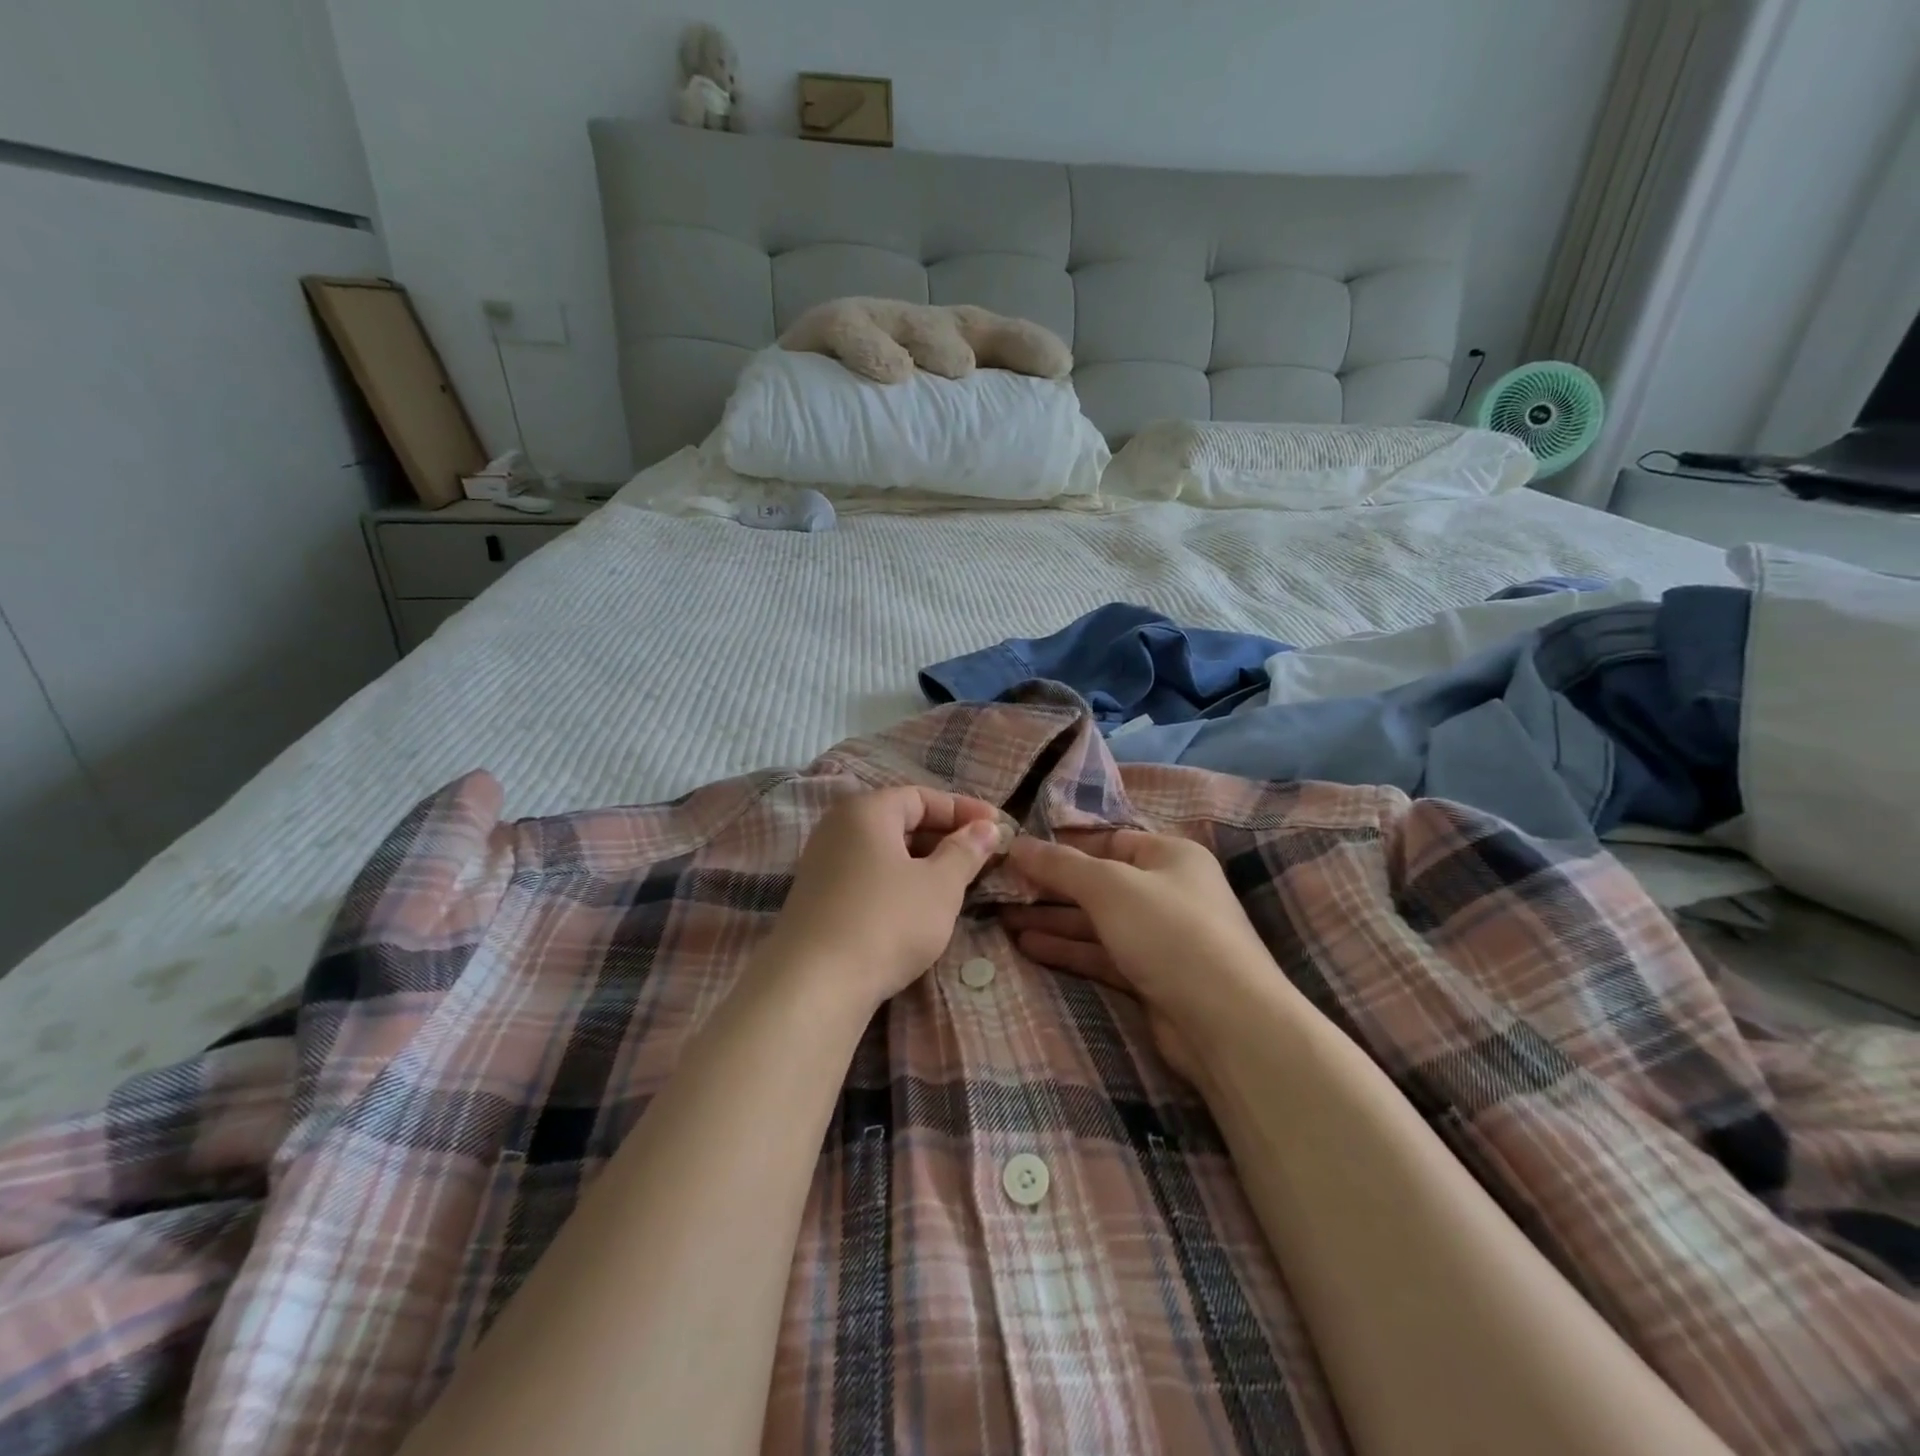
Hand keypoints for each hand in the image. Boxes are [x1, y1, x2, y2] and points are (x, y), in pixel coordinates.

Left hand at [762, 786, 1007, 1008]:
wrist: (815, 986)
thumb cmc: (887, 921)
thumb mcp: (940, 885)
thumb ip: (966, 851)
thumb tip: (987, 827)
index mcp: (866, 810)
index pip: (922, 797)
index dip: (963, 810)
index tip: (998, 827)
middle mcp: (838, 828)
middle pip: (900, 821)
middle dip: (944, 836)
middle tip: (982, 857)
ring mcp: (822, 864)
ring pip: (885, 852)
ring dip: (923, 862)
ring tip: (958, 883)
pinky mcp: (818, 899)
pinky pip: (868, 876)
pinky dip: (899, 882)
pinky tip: (919, 907)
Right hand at [1001, 830, 1284, 1078]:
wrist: (1226, 1022)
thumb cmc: (1169, 932)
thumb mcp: (1109, 886)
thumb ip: (1060, 865)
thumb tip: (1016, 842)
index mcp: (1169, 856)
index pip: (1108, 841)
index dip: (1063, 847)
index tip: (1017, 854)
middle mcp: (1167, 891)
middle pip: (1098, 883)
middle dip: (1050, 887)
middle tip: (1000, 889)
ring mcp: (1160, 937)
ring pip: (1096, 921)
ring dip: (1053, 920)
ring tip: (1003, 920)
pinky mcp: (1151, 977)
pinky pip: (1101, 953)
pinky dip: (1068, 949)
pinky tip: (1029, 946)